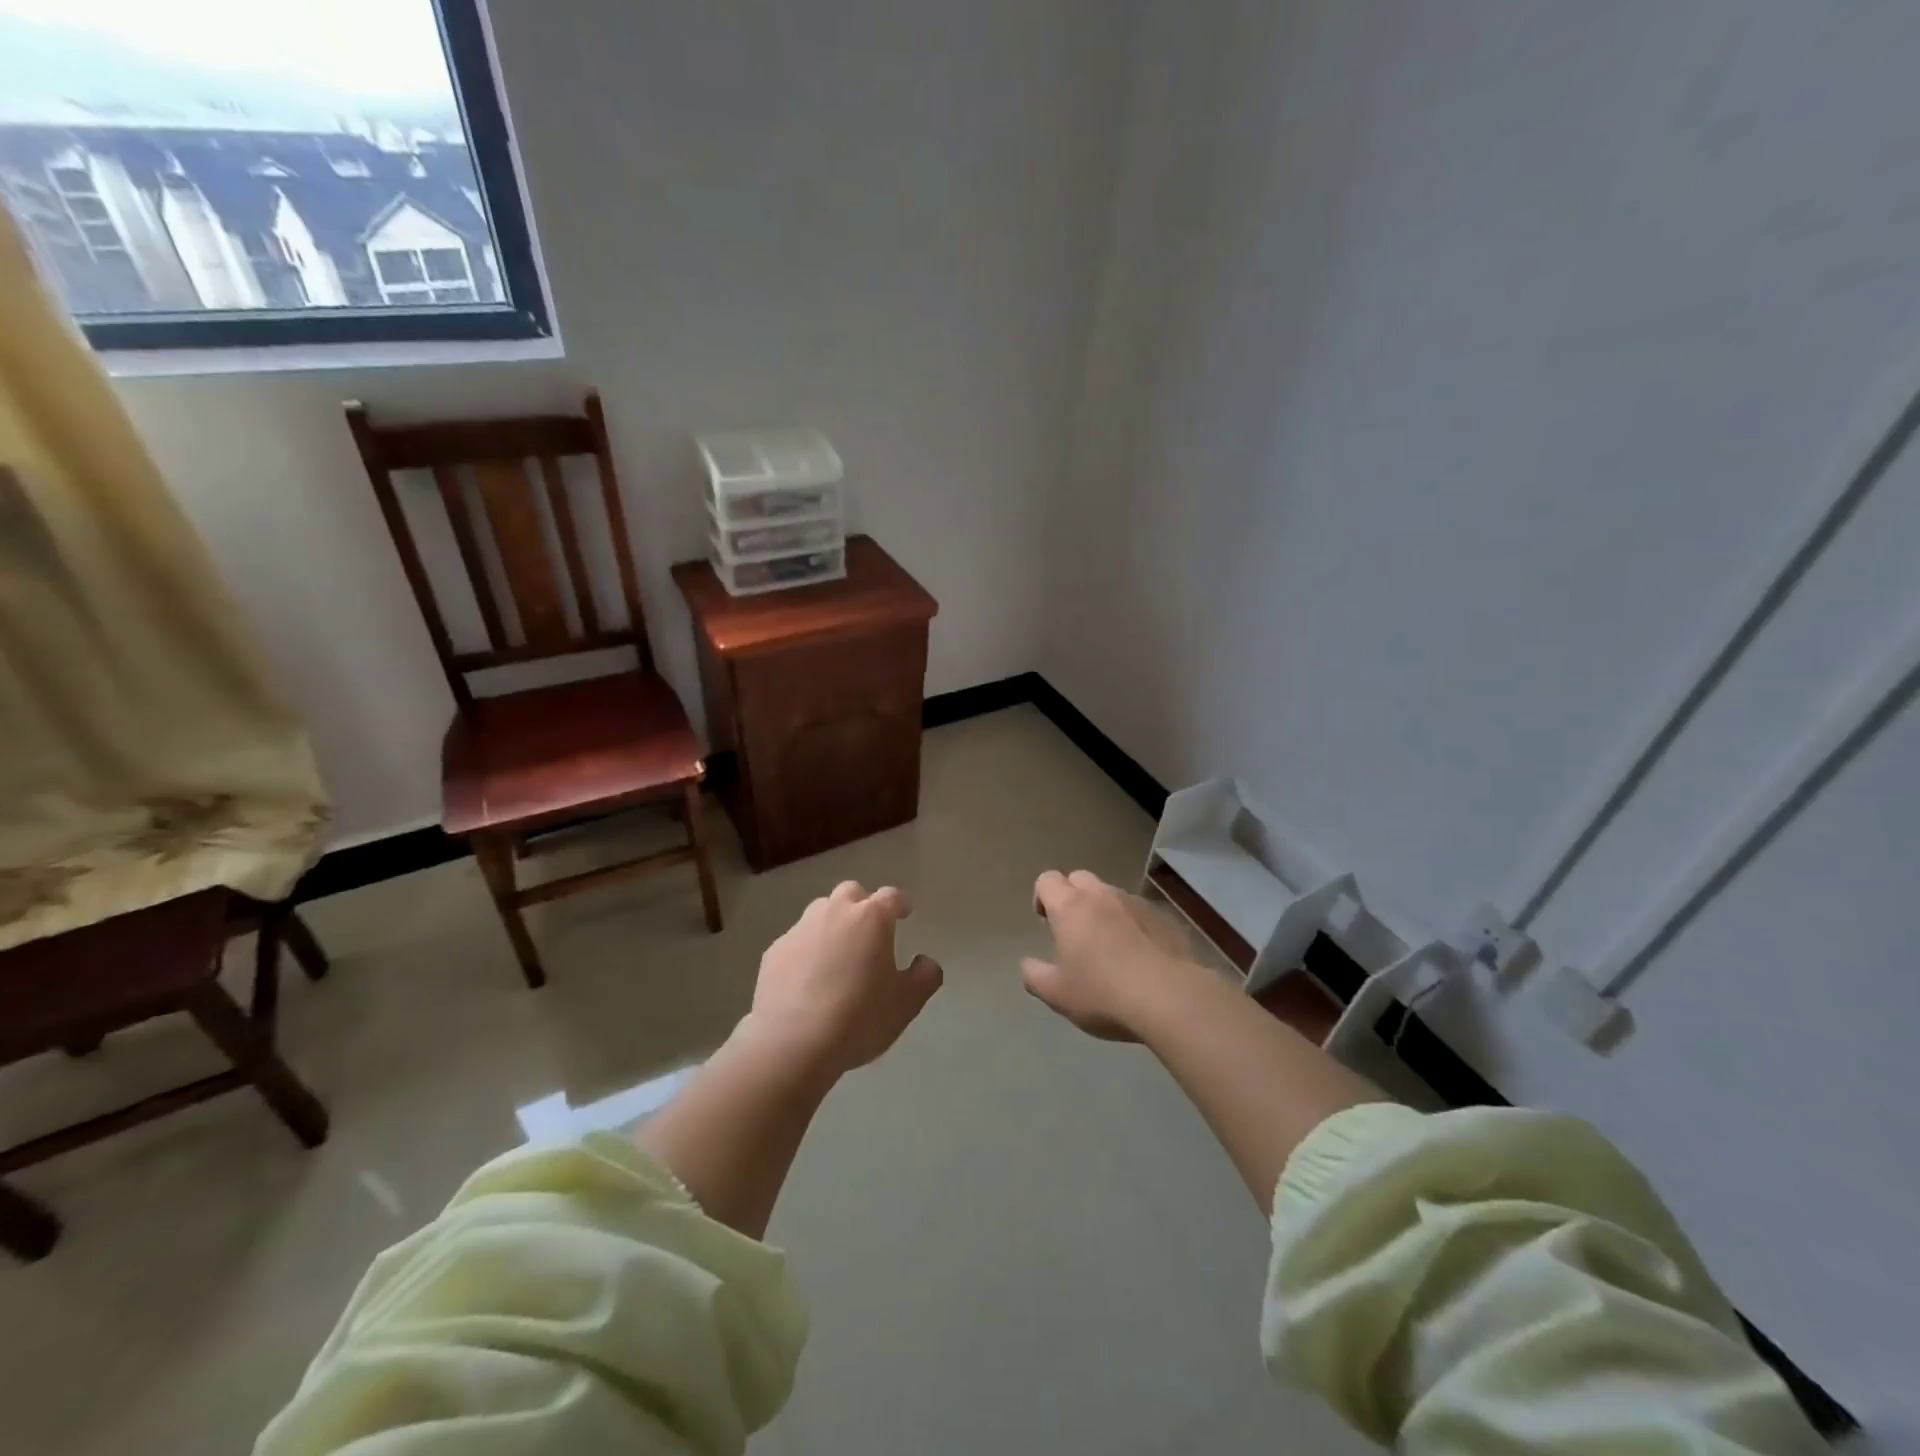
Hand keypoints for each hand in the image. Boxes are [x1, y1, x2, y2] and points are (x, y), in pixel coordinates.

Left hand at [743, 881, 942, 1077]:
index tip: (904, 913)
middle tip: (869, 932)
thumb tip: (925, 962)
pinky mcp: (774, 952)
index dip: (900, 903)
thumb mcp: (906, 1003)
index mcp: (871, 918)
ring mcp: (800, 929)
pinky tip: (807, 979)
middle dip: (862, 905)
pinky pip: (796, 941)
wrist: (792, 1043)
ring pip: (820, 912)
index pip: (891, 896)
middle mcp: (835, 912)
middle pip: (851, 892)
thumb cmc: (859, 1017)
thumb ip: (924, 977)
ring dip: (832, 924)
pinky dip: (806, 950)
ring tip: (837, 955)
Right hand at [1022, 870, 1197, 1040]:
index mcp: (1070, 907)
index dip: (1042, 897)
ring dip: (1104, 910)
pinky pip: (1140, 911)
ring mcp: (1136, 902)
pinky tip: (1140, 955)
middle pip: (1079, 878)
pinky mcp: (1163, 916)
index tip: (1046, 923)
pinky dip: (1133, 924)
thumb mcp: (1056, 994)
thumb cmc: (1102, 994)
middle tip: (1075, 931)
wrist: (1168, 997)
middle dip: (1072, 897)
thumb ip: (1034, 975)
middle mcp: (1101, 895)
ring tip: (1110, 945)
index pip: (1047, 880)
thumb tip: (1028, 965)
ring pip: (1111, 894)